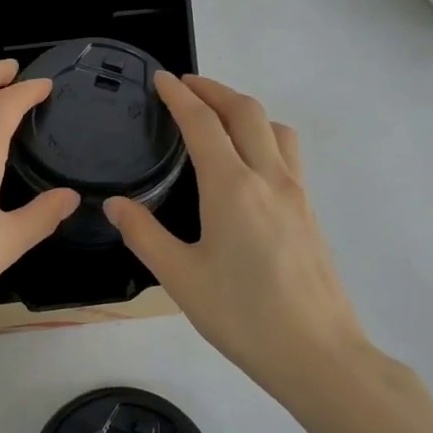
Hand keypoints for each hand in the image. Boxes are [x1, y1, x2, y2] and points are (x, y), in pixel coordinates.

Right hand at [106, 73, 415, 422]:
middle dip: (213, 90)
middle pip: (245, 111)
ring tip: (218, 117)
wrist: (317, 353)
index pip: (203, 124)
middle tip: (185, 86)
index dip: (180, 96)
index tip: (162, 78)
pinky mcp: (309, 211)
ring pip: (274, 128)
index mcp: (231, 188)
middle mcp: (268, 178)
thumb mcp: (180, 277)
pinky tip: (248, 162)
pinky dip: (263, 135)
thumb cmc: (242, 316)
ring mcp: (296, 193)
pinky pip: (288, 153)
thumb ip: (143, 234)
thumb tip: (114, 204)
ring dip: (244, 109)